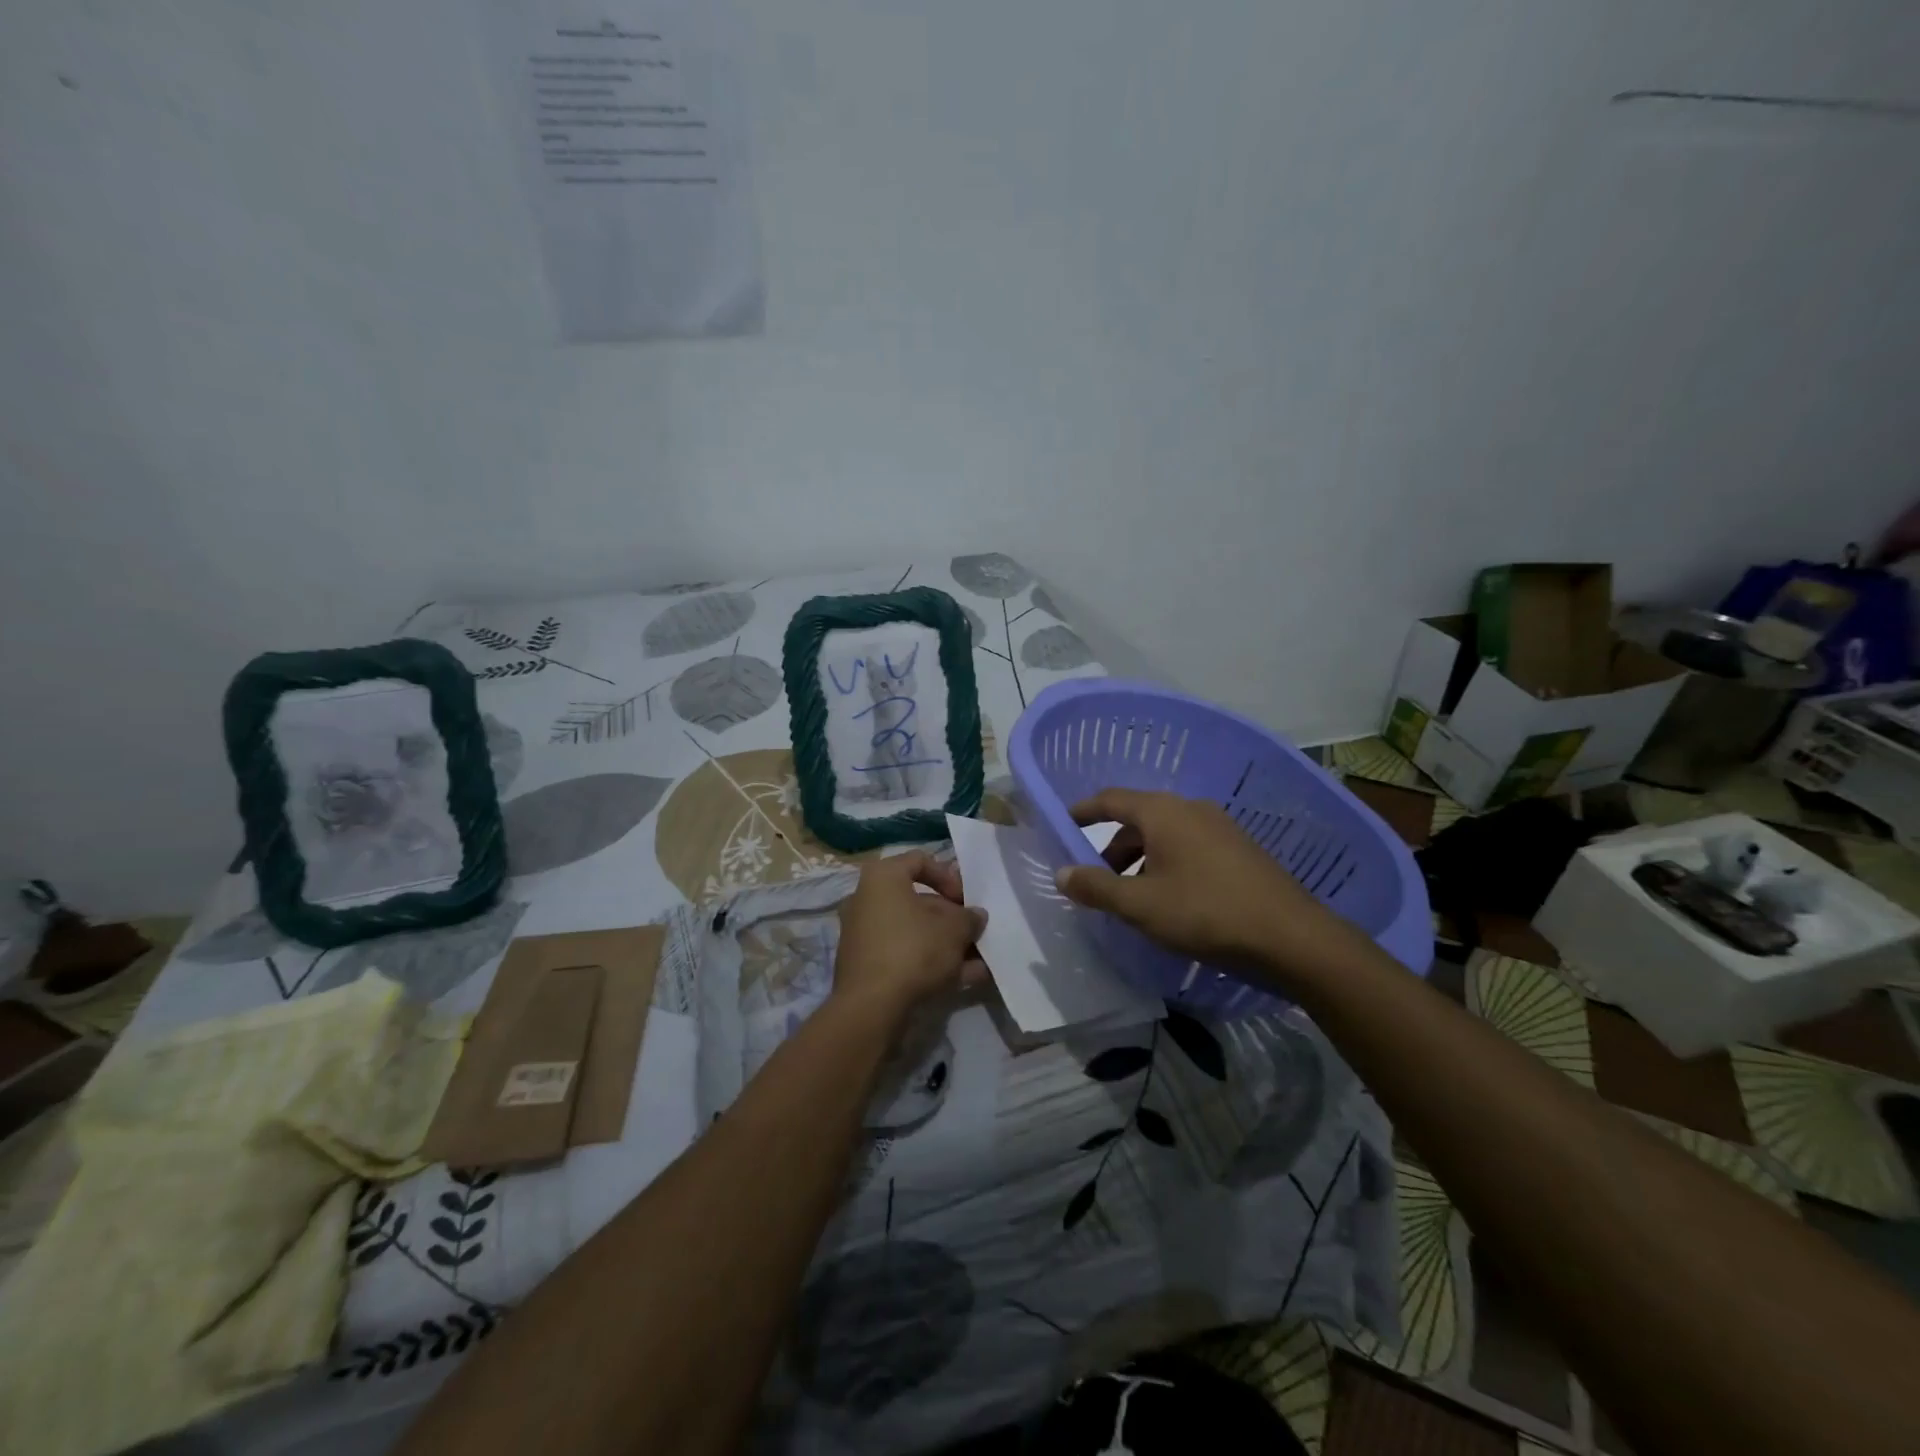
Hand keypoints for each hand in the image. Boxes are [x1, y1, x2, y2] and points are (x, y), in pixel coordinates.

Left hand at [832, 852, 987, 1024]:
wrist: (871, 1007)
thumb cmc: (913, 950)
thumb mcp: (954, 930)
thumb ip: (969, 918)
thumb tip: (976, 916)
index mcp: (882, 878)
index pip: (920, 861)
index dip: (949, 876)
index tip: (966, 898)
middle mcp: (867, 900)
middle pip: (918, 901)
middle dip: (951, 917)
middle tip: (974, 931)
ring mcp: (864, 935)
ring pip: (914, 932)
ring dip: (947, 944)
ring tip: (980, 959)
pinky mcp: (867, 967)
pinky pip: (905, 956)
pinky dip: (932, 963)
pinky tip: (967, 979)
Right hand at [1054, 787, 1346, 976]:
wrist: (1292, 937)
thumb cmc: (1206, 913)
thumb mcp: (1140, 905)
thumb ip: (1096, 887)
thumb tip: (1061, 873)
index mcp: (1163, 812)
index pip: (1111, 799)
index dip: (1083, 811)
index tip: (1063, 825)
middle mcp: (1191, 808)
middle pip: (1139, 819)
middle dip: (1113, 848)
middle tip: (1098, 881)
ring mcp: (1220, 827)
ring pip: (1166, 835)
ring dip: (1141, 860)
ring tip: (1134, 898)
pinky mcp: (1240, 849)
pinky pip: (1189, 847)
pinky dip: (1168, 865)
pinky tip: (1171, 901)